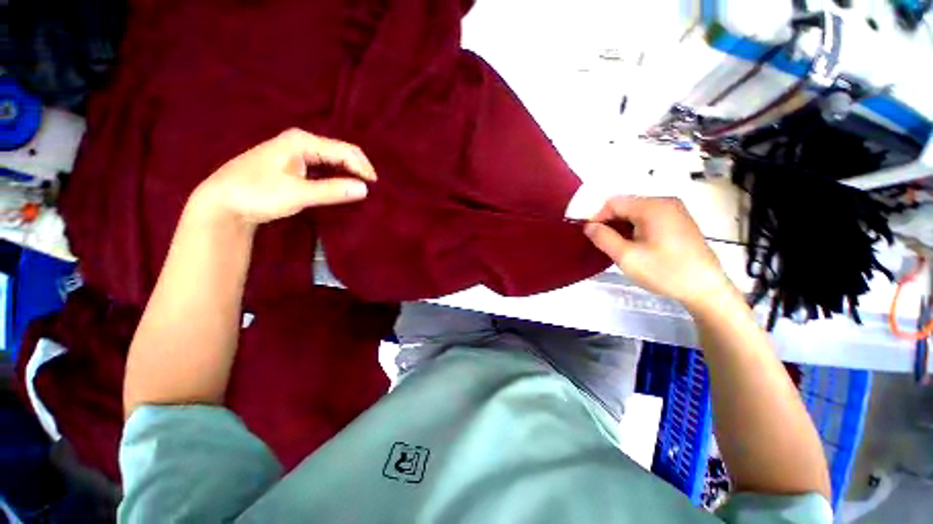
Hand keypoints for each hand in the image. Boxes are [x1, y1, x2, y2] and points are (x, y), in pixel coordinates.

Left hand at [191, 128, 376, 226]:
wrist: (222, 201)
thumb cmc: (257, 193)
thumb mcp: (297, 194)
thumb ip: (332, 191)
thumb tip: (365, 189)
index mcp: (302, 141)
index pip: (344, 150)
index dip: (362, 167)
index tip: (375, 186)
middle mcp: (301, 142)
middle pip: (340, 151)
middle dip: (358, 167)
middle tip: (371, 188)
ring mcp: (296, 152)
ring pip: (333, 159)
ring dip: (349, 172)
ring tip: (361, 187)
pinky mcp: (293, 164)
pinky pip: (324, 166)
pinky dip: (337, 175)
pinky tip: (342, 186)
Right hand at [584, 196, 732, 312]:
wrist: (706, 289)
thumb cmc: (665, 272)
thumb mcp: (627, 257)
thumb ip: (603, 238)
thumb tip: (588, 226)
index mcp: (652, 207)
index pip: (613, 202)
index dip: (596, 217)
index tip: (589, 235)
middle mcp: (665, 202)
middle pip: (625, 205)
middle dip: (608, 222)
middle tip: (600, 242)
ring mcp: (674, 211)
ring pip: (635, 212)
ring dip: (620, 226)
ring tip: (615, 245)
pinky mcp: (678, 221)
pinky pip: (647, 218)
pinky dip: (634, 228)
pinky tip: (632, 244)